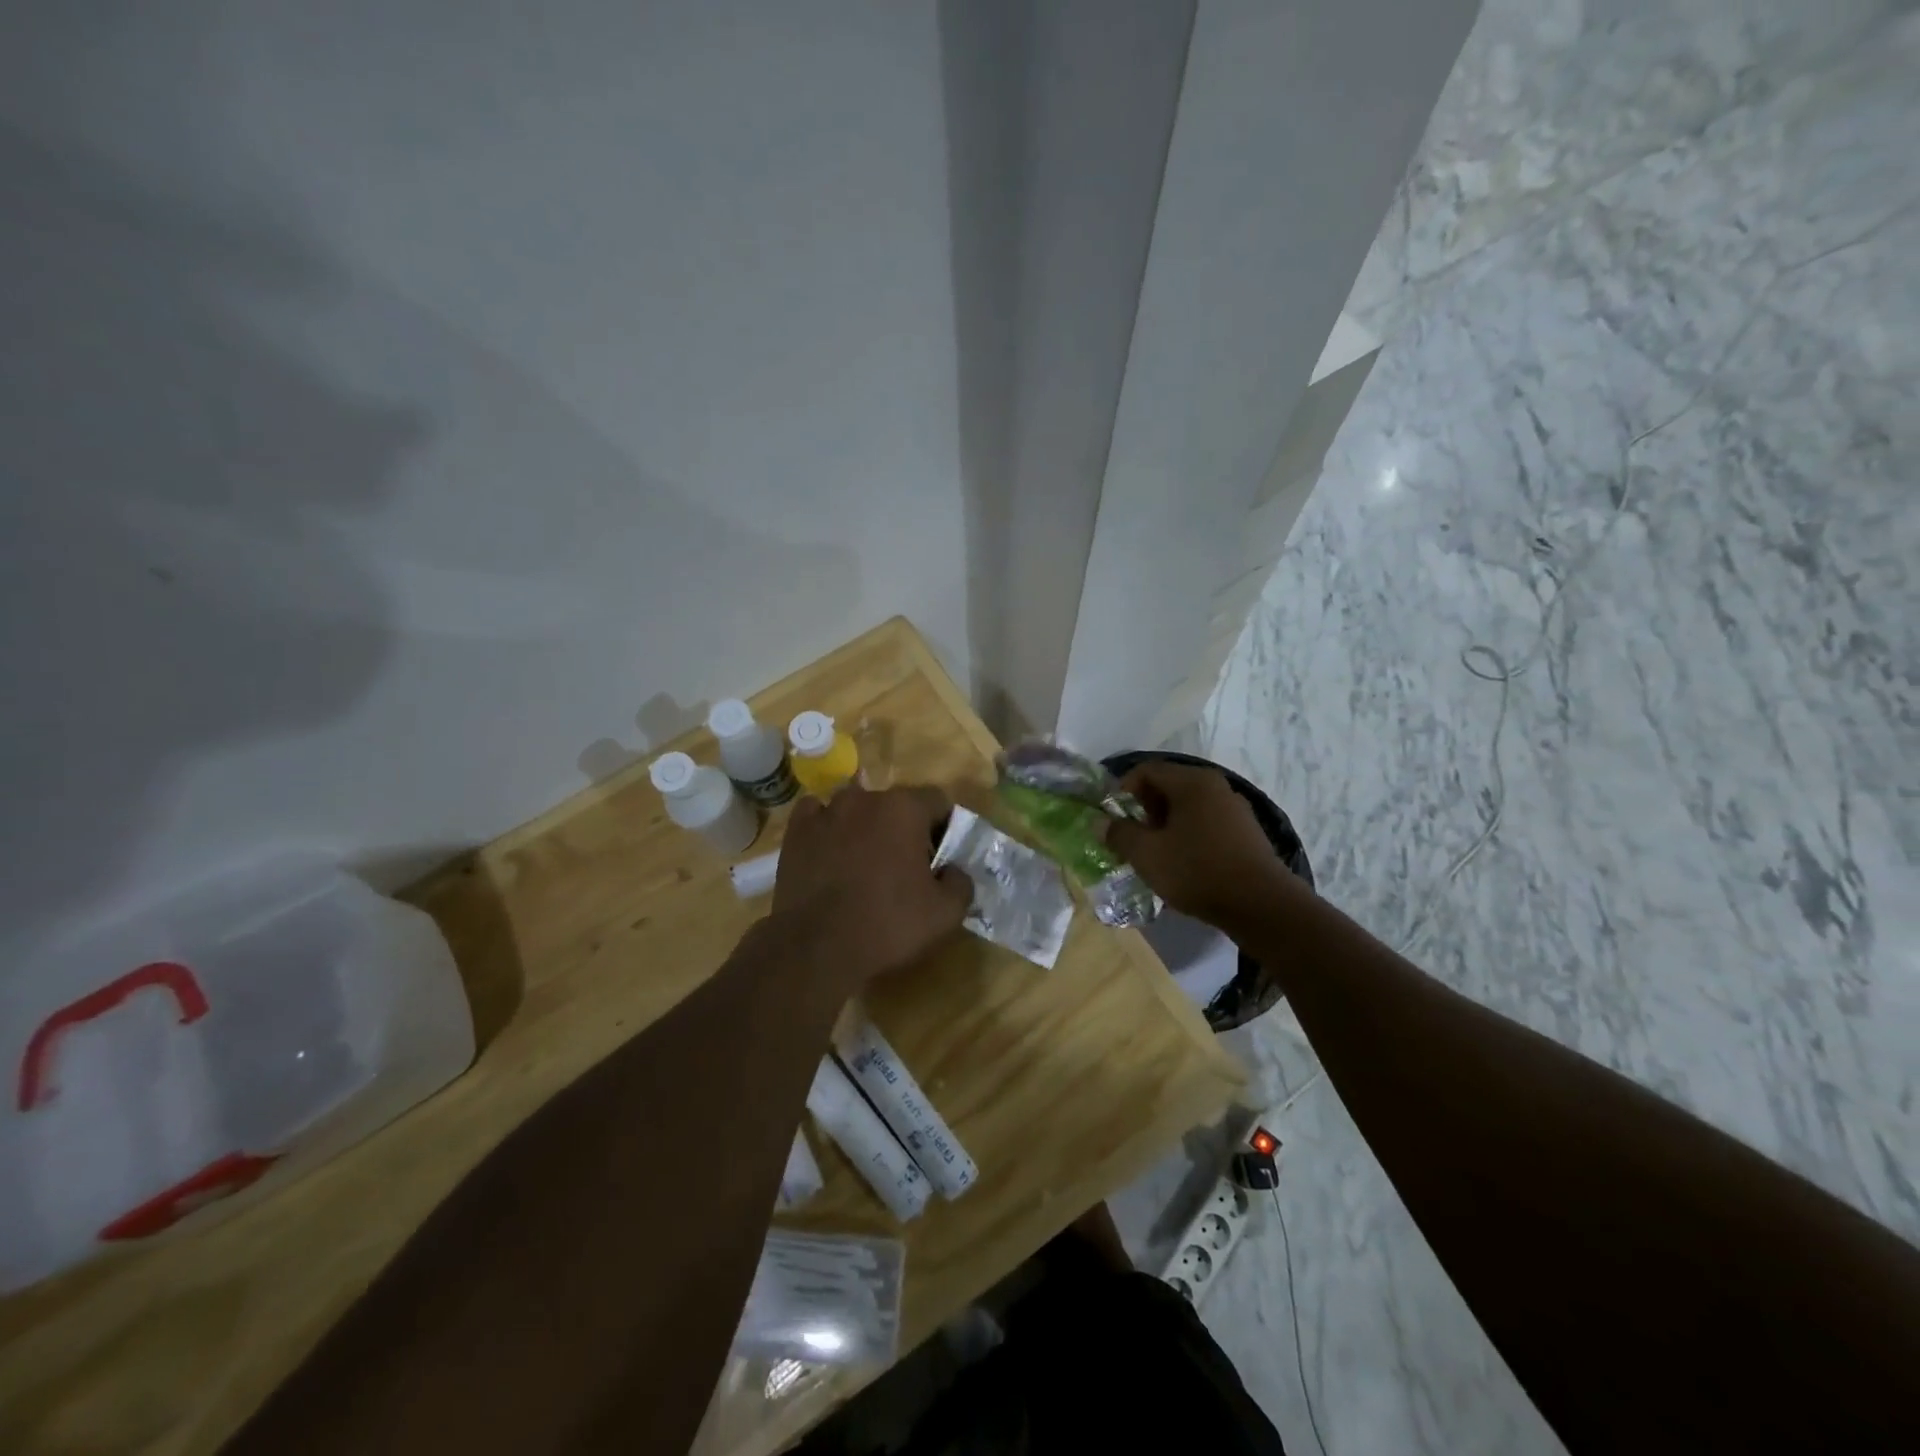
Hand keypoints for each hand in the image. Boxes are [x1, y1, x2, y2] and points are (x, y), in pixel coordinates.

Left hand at [772, 784, 972, 986]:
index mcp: (905, 809)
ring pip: (856, 808)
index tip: (942, 856)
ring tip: (864, 861)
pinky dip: (827, 827)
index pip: (937, 801)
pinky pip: (817, 815)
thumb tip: (954, 870)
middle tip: (906, 865)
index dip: (944, 827)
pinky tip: (829, 851)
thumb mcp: (946, 913)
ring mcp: (826, 812)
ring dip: (865, 826)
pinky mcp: (796, 832)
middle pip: (895, 804)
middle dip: (904, 828)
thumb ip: (961, 882)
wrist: (816, 949)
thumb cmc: (888, 925)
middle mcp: (865, 799)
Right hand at [1105, 761, 1288, 926]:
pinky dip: (1188, 836)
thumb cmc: (1197, 871)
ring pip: (1187, 807)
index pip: (1146, 771)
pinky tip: (1183, 864)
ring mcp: (1235, 808)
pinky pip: (1206, 823)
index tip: (1113, 819)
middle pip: (1168, 787)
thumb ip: (1119, 834)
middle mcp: (1215, 786)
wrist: (1261, 905)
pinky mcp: (1246, 832)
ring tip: (1155, 855)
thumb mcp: (1147, 855)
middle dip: (1144, 811)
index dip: (1122, 790)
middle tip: (1132, 839)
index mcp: (1192, 782)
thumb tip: (1100, 822)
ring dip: (1165, 826)